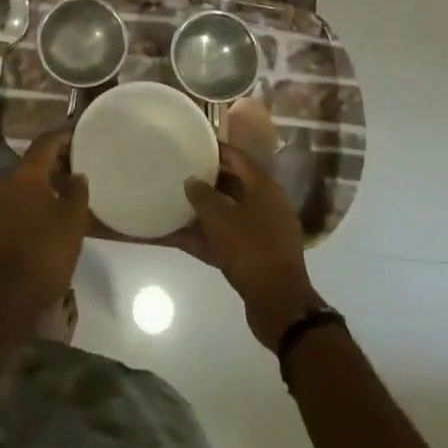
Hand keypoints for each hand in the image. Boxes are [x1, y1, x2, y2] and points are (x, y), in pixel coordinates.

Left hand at [0, 128, 89, 321]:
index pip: (44, 143)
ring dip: (45, 183)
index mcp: (26, 174)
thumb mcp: (73, 220)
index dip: (62, 136)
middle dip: (55, 161)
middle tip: (78, 164)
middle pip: (33, 163)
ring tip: (68, 190)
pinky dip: (35, 200)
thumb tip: (76, 174)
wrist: (9, 295)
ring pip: (25, 184)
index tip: (78, 134)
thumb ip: (77, 191)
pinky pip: (18, 202)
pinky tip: (50, 214)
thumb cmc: (46, 251)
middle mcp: (7, 183)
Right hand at [185, 143, 320, 347]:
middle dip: (203, 179)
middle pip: (230, 184)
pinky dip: (200, 236)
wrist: (279, 305)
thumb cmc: (252, 250)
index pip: (237, 157)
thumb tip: (191, 181)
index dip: (213, 148)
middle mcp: (264, 205)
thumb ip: (202, 195)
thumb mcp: (221, 218)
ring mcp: (259, 232)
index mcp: (264, 188)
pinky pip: (221, 239)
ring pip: (224, 213)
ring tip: (169, 202)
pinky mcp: (251, 256)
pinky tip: (172, 236)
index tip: (189, 143)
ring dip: (199, 211)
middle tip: (176, 171)